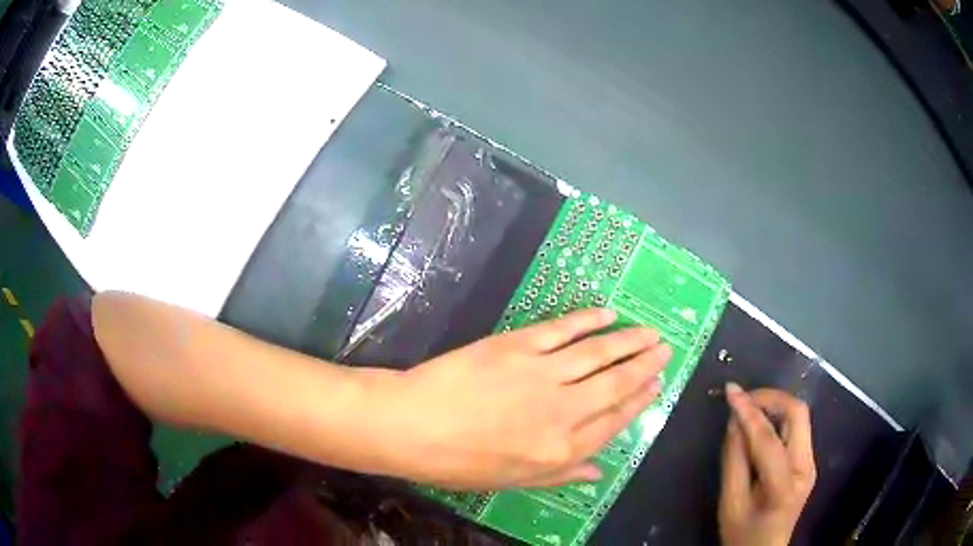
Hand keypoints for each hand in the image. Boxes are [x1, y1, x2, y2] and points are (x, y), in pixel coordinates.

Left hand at [366, 308, 670, 489]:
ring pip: (599, 353)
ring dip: (629, 340)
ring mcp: (543, 374)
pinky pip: (564, 329)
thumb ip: (560, 476)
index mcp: (561, 450)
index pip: (614, 421)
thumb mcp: (511, 481)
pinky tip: (607, 313)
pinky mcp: (519, 345)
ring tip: (650, 331)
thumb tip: (598, 472)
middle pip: (616, 383)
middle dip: (646, 365)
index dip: (639, 402)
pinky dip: (589, 319)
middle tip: (665, 349)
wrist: (411, 425)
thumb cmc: (457, 463)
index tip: (657, 386)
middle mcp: (563, 411)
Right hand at [719, 385, 816, 545]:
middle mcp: (806, 467)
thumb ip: (733, 460)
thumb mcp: (730, 503)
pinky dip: (778, 418)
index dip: (749, 412)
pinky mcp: (808, 461)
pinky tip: (760, 424)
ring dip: (775, 405)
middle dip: (770, 398)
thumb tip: (734, 421)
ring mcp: (810, 462)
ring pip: (799, 417)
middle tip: (743, 398)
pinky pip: (796, 428)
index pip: (769, 439)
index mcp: (784, 485)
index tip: (730, 391)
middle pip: (797, 414)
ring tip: (748, 408)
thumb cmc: (742, 534)